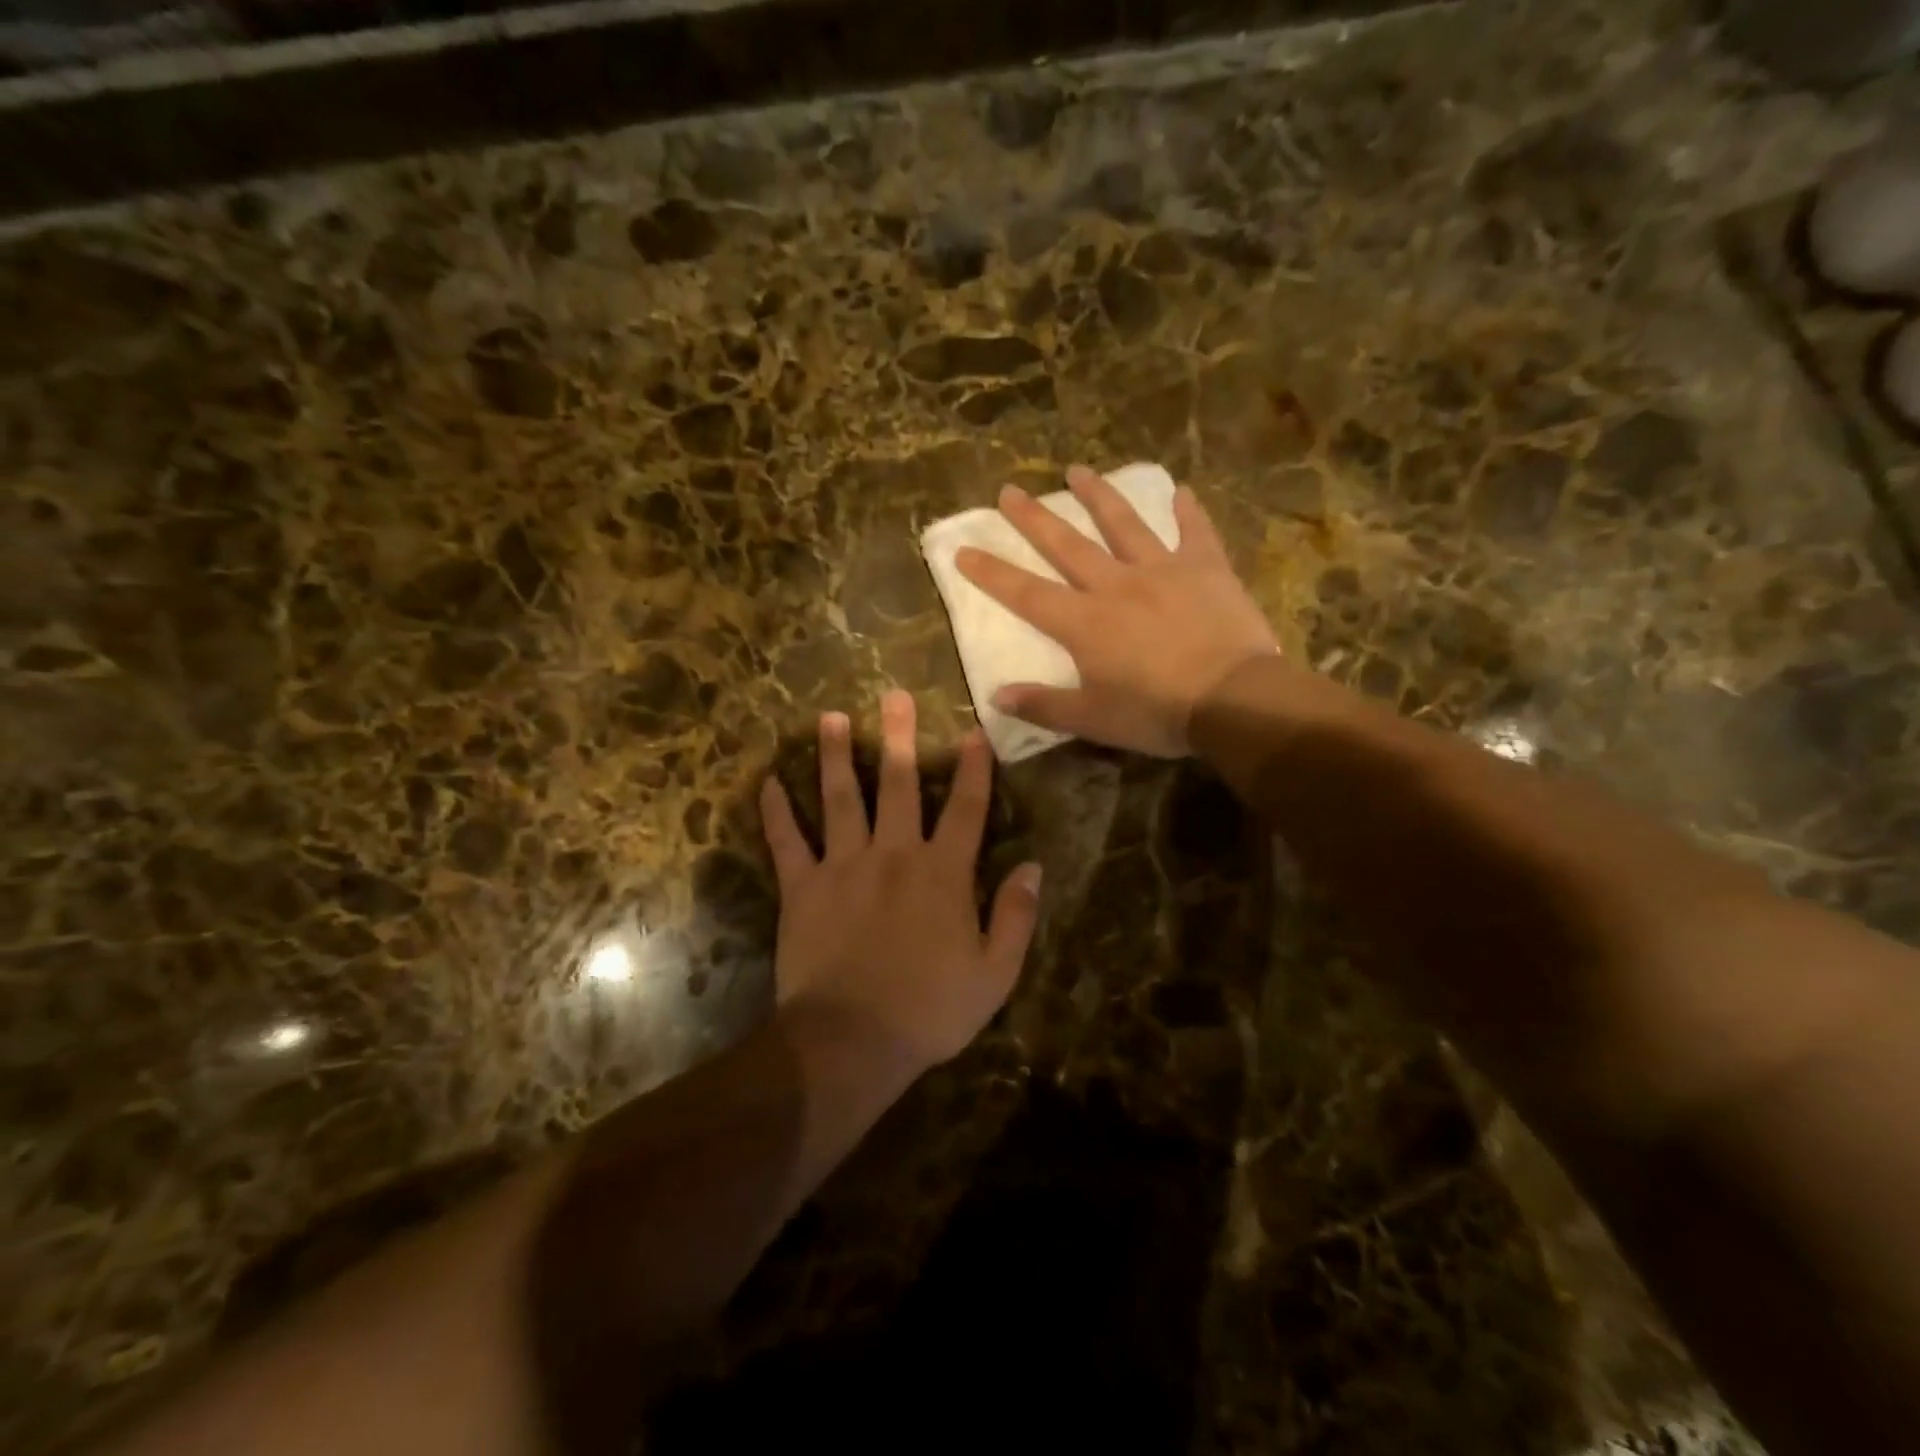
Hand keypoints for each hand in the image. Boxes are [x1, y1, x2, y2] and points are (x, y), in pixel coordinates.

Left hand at [759, 691, 1041, 1066]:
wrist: (851, 1041)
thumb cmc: (930, 1010)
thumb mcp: (995, 973)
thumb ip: (1016, 915)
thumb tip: (1033, 866)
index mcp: (943, 873)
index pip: (966, 809)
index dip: (973, 768)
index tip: (974, 731)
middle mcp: (894, 854)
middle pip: (898, 784)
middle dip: (898, 737)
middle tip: (893, 696)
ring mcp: (843, 866)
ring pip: (839, 798)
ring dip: (834, 756)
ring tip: (829, 717)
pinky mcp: (802, 887)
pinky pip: (787, 842)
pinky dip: (776, 812)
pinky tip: (767, 782)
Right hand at [954, 466, 1278, 756]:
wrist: (1233, 699)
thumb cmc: (1157, 713)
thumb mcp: (1093, 720)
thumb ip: (1043, 706)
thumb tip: (996, 696)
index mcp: (1084, 623)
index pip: (1026, 593)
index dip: (991, 572)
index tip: (964, 549)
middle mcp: (1115, 585)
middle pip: (1066, 545)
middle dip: (1033, 519)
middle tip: (1009, 490)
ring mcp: (1161, 570)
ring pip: (1123, 524)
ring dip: (1098, 496)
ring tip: (1077, 471)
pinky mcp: (1205, 568)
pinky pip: (1194, 532)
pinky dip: (1186, 511)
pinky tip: (1180, 491)